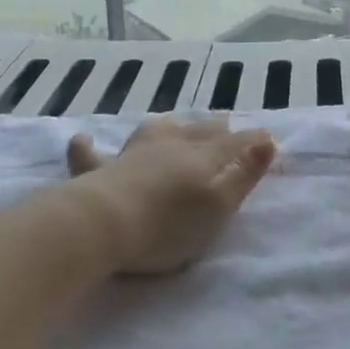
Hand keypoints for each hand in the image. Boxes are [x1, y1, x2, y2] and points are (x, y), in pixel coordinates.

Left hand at [66, 117, 275, 275]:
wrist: (104, 224)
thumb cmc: (167, 225)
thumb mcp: (218, 206)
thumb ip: (244, 174)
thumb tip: (267, 139)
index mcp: (200, 157)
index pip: (232, 143)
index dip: (251, 141)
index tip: (266, 138)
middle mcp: (168, 147)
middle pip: (196, 132)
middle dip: (214, 128)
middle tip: (225, 123)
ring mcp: (132, 156)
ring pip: (153, 132)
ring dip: (167, 127)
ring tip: (172, 123)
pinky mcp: (99, 173)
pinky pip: (91, 156)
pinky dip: (88, 148)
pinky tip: (82, 140)